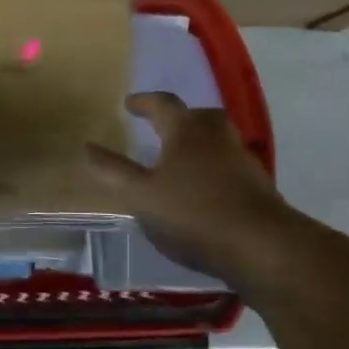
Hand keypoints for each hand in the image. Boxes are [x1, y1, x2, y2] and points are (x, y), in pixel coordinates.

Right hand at [85, 92, 297, 295]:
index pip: (162, 103)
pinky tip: (205, 190)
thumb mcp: (142, 196)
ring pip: (217, 140)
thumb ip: (114, 171)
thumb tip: (87, 146)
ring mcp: (242, 158)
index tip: (129, 104)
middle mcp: (216, 135)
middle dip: (179, 119)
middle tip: (162, 128)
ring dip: (199, 144)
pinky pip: (230, 165)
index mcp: (185, 130)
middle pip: (197, 116)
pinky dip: (215, 169)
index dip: (143, 102)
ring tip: (181, 161)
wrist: (262, 246)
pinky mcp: (259, 184)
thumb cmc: (193, 213)